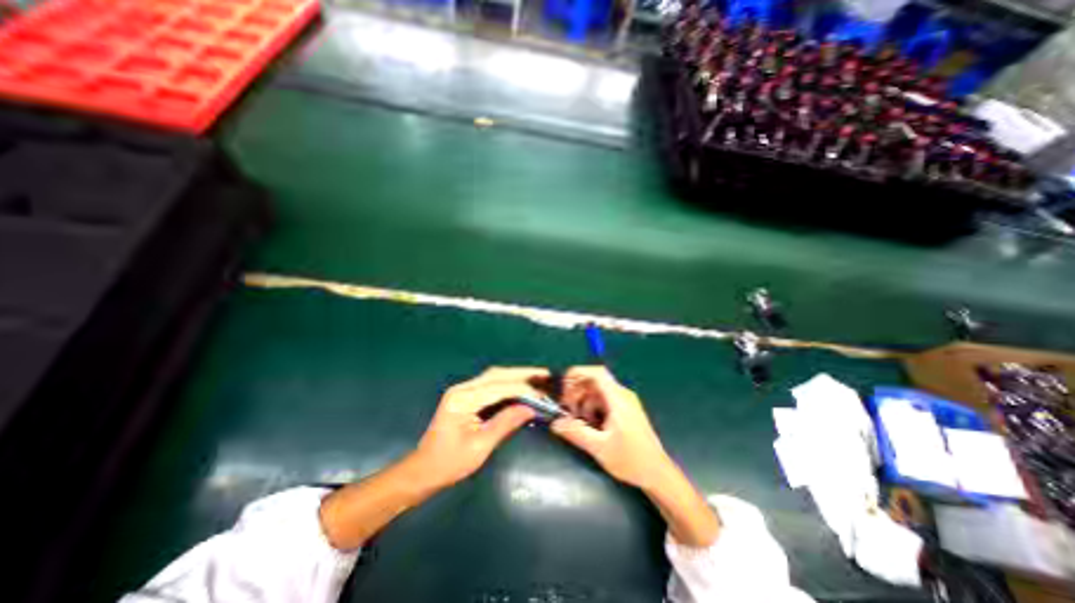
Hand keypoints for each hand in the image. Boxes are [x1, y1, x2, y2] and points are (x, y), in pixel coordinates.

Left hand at [413, 368, 545, 489]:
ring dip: (516, 376)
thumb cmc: (450, 463)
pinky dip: (508, 384)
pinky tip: (521, 386)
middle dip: (522, 374)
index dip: (522, 389)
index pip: (498, 387)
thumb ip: (505, 423)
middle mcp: (463, 389)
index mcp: (462, 399)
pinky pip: (491, 384)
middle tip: (544, 374)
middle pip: (496, 374)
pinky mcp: (466, 396)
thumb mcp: (480, 446)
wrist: (424, 470)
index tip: (542, 394)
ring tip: (537, 377)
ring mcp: (463, 390)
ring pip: (494, 376)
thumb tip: (530, 408)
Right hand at [553, 367, 668, 490]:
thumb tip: (555, 423)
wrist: (658, 474)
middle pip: (594, 382)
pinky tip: (590, 426)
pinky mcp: (624, 410)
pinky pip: (603, 401)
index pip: (597, 373)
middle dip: (577, 393)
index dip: (578, 373)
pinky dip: (592, 409)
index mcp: (618, 399)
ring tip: (579, 423)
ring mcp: (624, 402)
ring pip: (597, 392)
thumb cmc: (631, 460)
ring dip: (583, 403)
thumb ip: (576, 432)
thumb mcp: (599, 448)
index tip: (563, 386)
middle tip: (567, 410)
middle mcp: (622, 395)